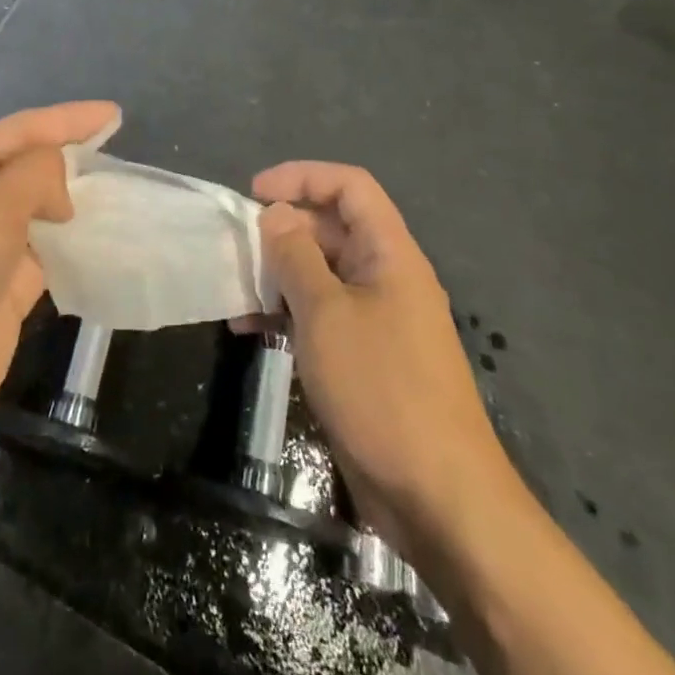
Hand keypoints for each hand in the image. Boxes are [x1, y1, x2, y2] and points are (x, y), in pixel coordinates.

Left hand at [0, 101, 118, 465]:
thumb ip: (34, 175)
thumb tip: (60, 191)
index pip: (19, 129)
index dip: (67, 119)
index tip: (114, 115)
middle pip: (27, 167)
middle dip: (70, 157)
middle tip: (118, 153)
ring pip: (38, 212)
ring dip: (74, 203)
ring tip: (120, 193)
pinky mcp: (1, 290)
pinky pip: (45, 256)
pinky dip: (72, 247)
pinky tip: (103, 243)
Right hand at [252, 162, 507, 546]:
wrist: (438, 498)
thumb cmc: (381, 389)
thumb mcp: (326, 313)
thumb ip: (295, 255)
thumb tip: (276, 214)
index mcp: (390, 254)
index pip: (349, 187)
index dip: (301, 177)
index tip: (254, 192)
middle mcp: (386, 277)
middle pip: (331, 227)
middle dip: (282, 230)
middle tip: (237, 248)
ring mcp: (376, 319)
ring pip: (321, 273)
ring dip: (277, 275)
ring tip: (235, 291)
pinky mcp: (364, 357)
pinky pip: (321, 315)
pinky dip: (286, 314)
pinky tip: (249, 330)